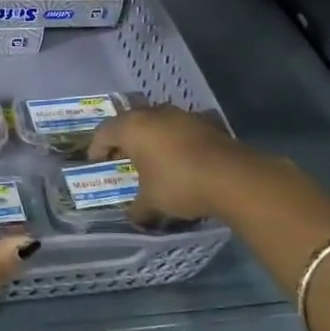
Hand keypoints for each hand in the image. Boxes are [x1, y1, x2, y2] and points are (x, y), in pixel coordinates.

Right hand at [88, 104, 254, 222]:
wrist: (233, 177)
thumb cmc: (179, 184)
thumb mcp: (152, 203)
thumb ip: (137, 209)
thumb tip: (133, 217)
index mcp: (133, 127)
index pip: (104, 132)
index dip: (97, 148)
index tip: (96, 163)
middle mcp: (155, 114)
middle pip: (130, 122)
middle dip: (124, 140)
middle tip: (121, 158)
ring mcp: (183, 115)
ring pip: (157, 122)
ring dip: (151, 137)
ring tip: (151, 158)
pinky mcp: (206, 123)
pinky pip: (181, 129)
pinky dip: (175, 140)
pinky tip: (180, 158)